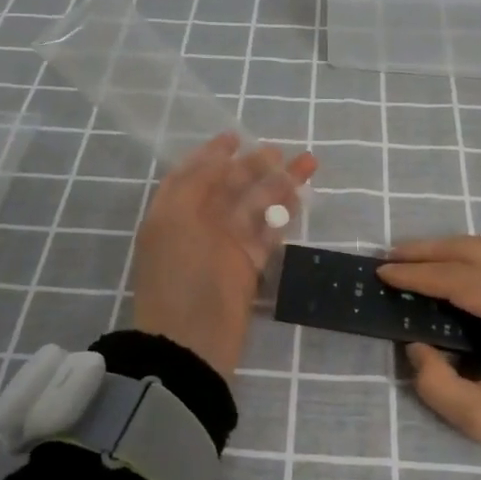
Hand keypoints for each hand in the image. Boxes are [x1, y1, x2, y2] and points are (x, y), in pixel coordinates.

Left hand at [131, 133, 316, 378]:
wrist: (190, 343)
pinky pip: (267, 233)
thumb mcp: (175, 220)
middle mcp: (197, 224)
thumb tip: (219, 156)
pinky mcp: (247, 267)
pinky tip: (300, 198)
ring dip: (278, 185)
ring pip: (254, 207)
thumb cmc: (177, 276)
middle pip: (229, 187)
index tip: (236, 136)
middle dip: (255, 166)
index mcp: (173, 212)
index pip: (193, 174)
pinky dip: (282, 215)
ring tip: (307, 165)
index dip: (213, 154)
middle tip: (282, 151)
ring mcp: (224, 246)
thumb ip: (195, 184)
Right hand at [379, 231, 480, 477]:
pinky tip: (476, 273)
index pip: (456, 277)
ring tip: (430, 261)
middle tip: (394, 256)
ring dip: (462, 247)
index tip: (381, 272)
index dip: (415, 274)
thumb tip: (418, 347)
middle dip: (430, 249)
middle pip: (477, 247)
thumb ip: (436, 384)